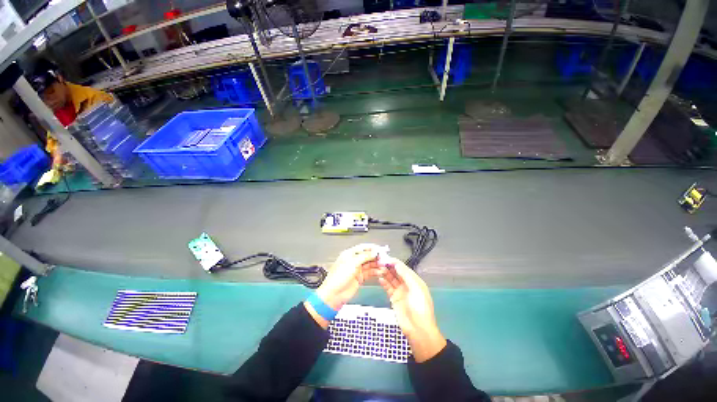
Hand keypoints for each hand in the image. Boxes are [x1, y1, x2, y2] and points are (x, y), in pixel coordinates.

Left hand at [305, 244, 381, 327]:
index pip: (363, 247)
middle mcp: (354, 260)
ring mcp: (357, 269)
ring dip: (377, 264)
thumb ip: (364, 256)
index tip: (381, 249)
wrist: (334, 294)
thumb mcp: (352, 263)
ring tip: (384, 265)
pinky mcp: (360, 277)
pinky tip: (380, 271)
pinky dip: (375, 271)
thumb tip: (374, 251)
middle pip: (368, 255)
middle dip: (376, 256)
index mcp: (350, 254)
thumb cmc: (337, 278)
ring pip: (370, 264)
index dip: (373, 248)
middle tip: (385, 258)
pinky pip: (370, 272)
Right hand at [377, 257, 445, 362]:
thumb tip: (397, 264)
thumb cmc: (420, 307)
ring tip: (378, 269)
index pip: (403, 268)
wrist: (418, 330)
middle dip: (389, 267)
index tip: (386, 258)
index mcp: (415, 281)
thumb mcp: (416, 289)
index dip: (395, 263)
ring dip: (385, 273)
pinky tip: (379, 278)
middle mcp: (407, 284)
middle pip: (397, 272)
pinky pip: (388, 287)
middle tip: (379, 262)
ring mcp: (400, 291)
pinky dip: (384, 282)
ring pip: (391, 279)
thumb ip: (406, 275)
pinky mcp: (394, 298)